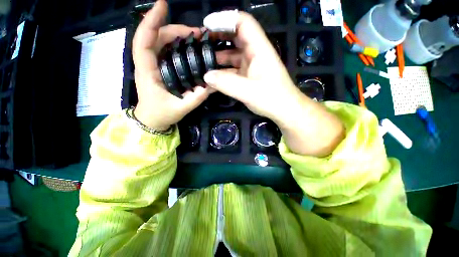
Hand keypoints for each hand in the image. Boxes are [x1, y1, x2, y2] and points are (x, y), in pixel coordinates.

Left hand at [132, 0, 213, 130]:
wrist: (152, 120)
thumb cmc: (162, 114)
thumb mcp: (182, 108)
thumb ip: (197, 97)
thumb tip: (213, 84)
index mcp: (147, 72)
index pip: (143, 41)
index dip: (150, 22)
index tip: (162, 5)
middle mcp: (146, 64)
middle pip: (155, 38)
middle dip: (174, 29)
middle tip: (196, 33)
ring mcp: (151, 65)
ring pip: (159, 42)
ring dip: (176, 35)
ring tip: (195, 38)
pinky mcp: (157, 68)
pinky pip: (163, 50)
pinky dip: (175, 44)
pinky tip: (188, 47)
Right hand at [203, 12, 343, 155]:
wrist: (285, 110)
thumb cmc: (271, 98)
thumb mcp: (248, 91)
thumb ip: (226, 84)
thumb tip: (206, 77)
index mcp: (259, 49)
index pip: (243, 23)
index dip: (224, 19)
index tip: (207, 26)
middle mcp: (255, 53)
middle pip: (236, 37)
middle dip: (219, 37)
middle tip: (201, 42)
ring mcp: (252, 65)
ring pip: (234, 55)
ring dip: (219, 56)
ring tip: (203, 59)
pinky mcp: (249, 76)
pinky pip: (234, 69)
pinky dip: (224, 71)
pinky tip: (214, 76)